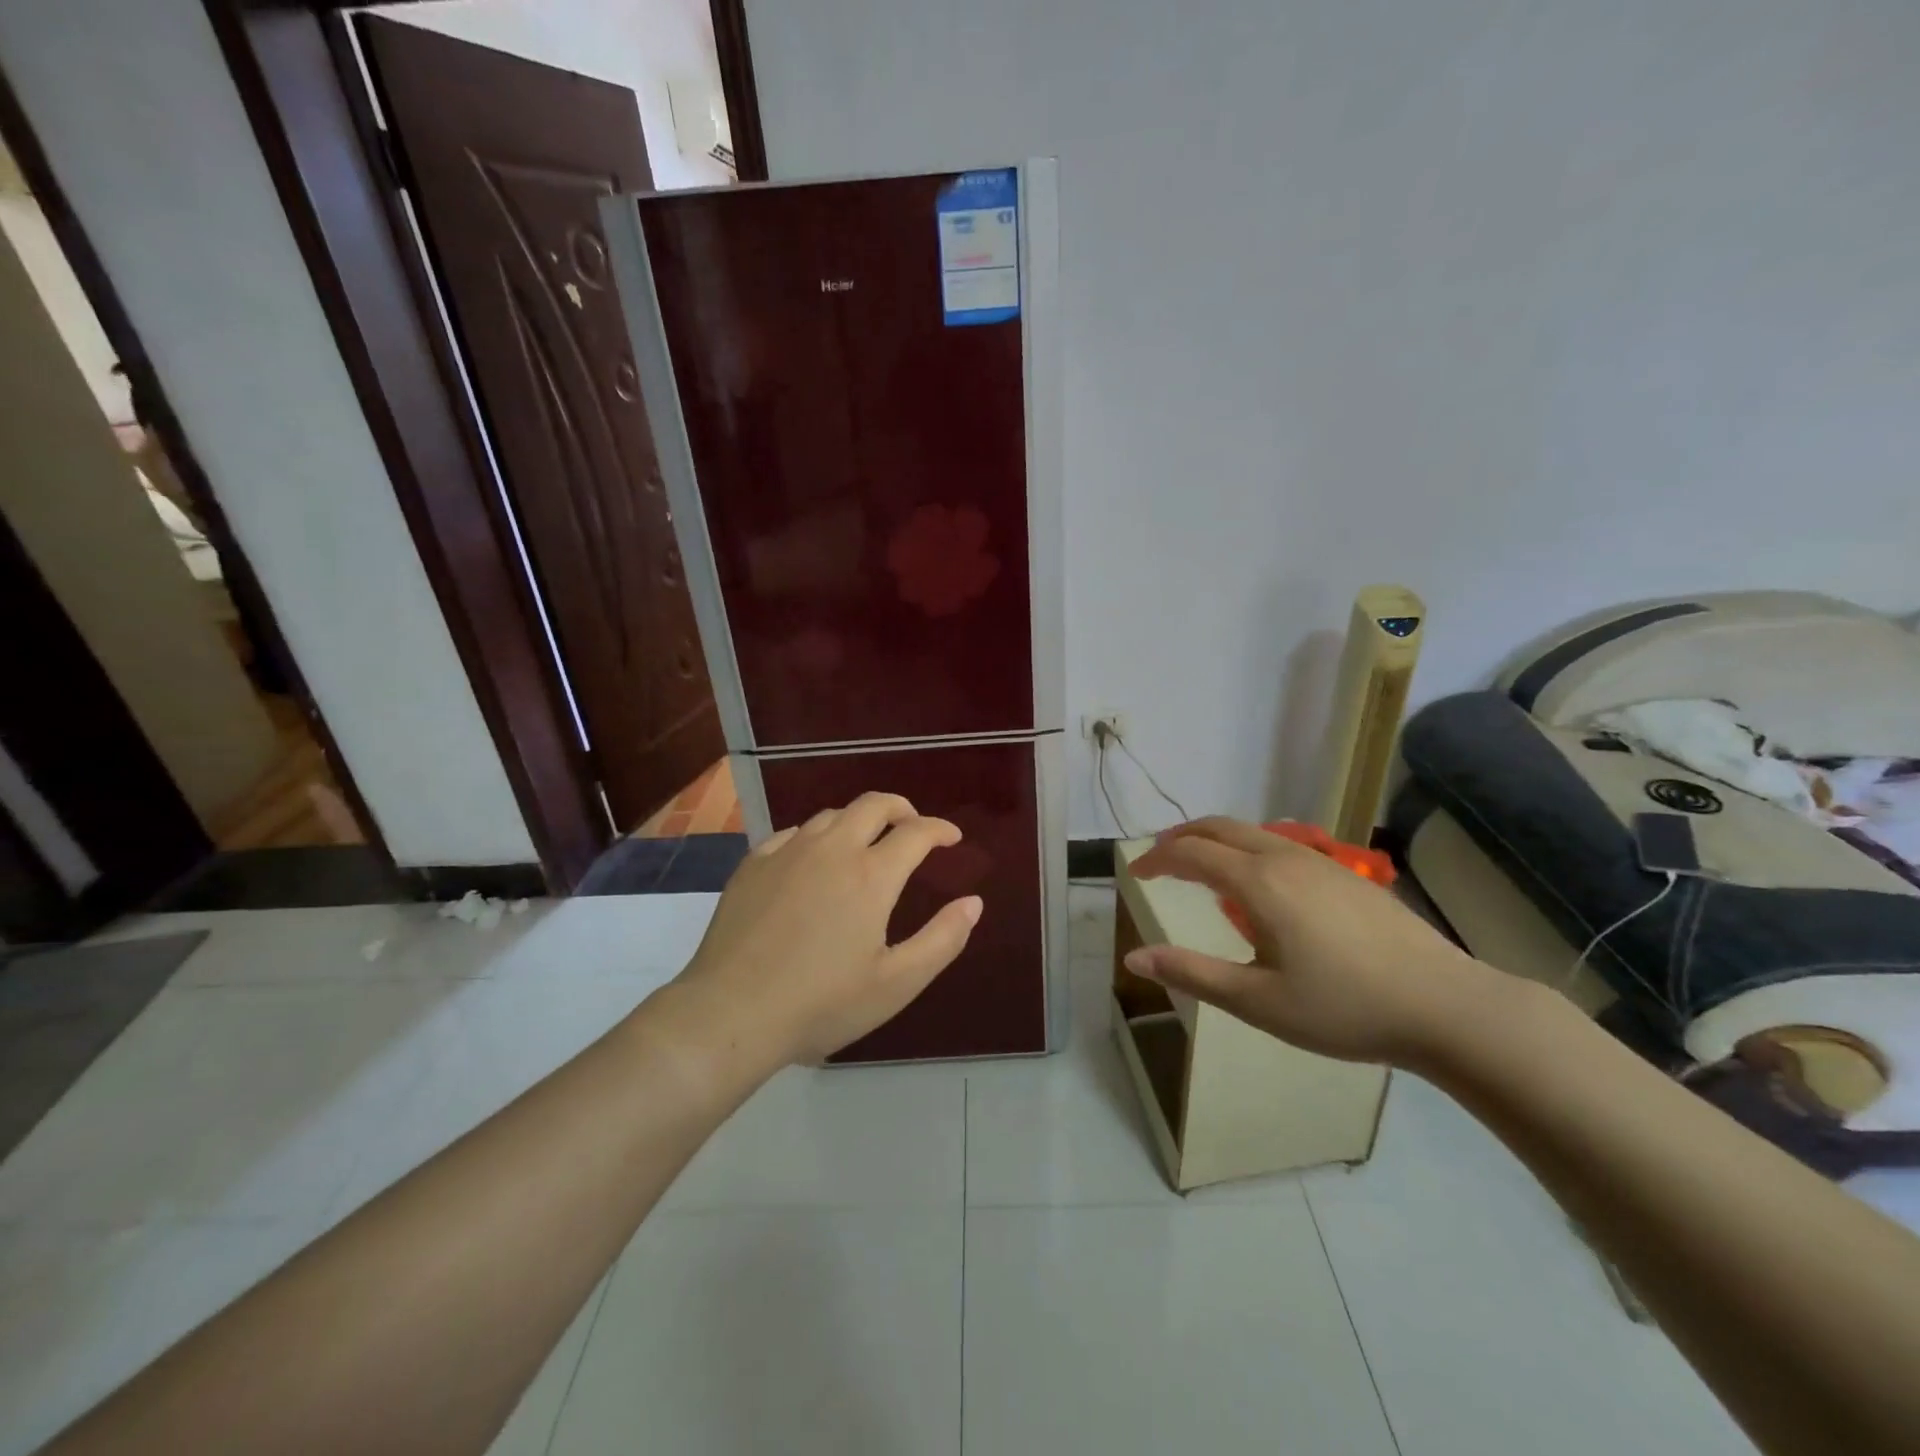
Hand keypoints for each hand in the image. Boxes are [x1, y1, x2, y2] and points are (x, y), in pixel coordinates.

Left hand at [670, 792, 982, 1066]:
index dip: (940, 829)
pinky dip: (816, 836)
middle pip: (873, 805)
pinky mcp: (753, 864)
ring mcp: (787, 852)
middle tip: (913, 827)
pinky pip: (793, 833)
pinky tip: (812, 859)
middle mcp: (831, 849)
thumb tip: (974, 902)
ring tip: (866, 843)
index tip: (951, 838)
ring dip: (858, 821)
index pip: (916, 832)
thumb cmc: (821, 1004)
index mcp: (871, 875)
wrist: (730, 1013)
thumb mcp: (896, 984)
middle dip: (901, 808)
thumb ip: (942, 939)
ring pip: (831, 815)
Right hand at [1125, 817, 1502, 1066]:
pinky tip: (1258, 886)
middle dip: (1182, 837)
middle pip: (1219, 827)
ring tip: (1200, 867)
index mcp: (1258, 882)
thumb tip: (1134, 959)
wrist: (1447, 1007)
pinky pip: (1280, 845)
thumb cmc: (1344, 1008)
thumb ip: (1192, 974)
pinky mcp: (1346, 874)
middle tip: (1158, 859)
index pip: (1190, 853)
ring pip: (1252, 832)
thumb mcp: (1258, 1002)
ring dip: (1216, 841)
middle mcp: (1285, 857)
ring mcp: (1321, 862)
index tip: (1134, 874)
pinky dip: (1247, 850)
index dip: (1156, 859)